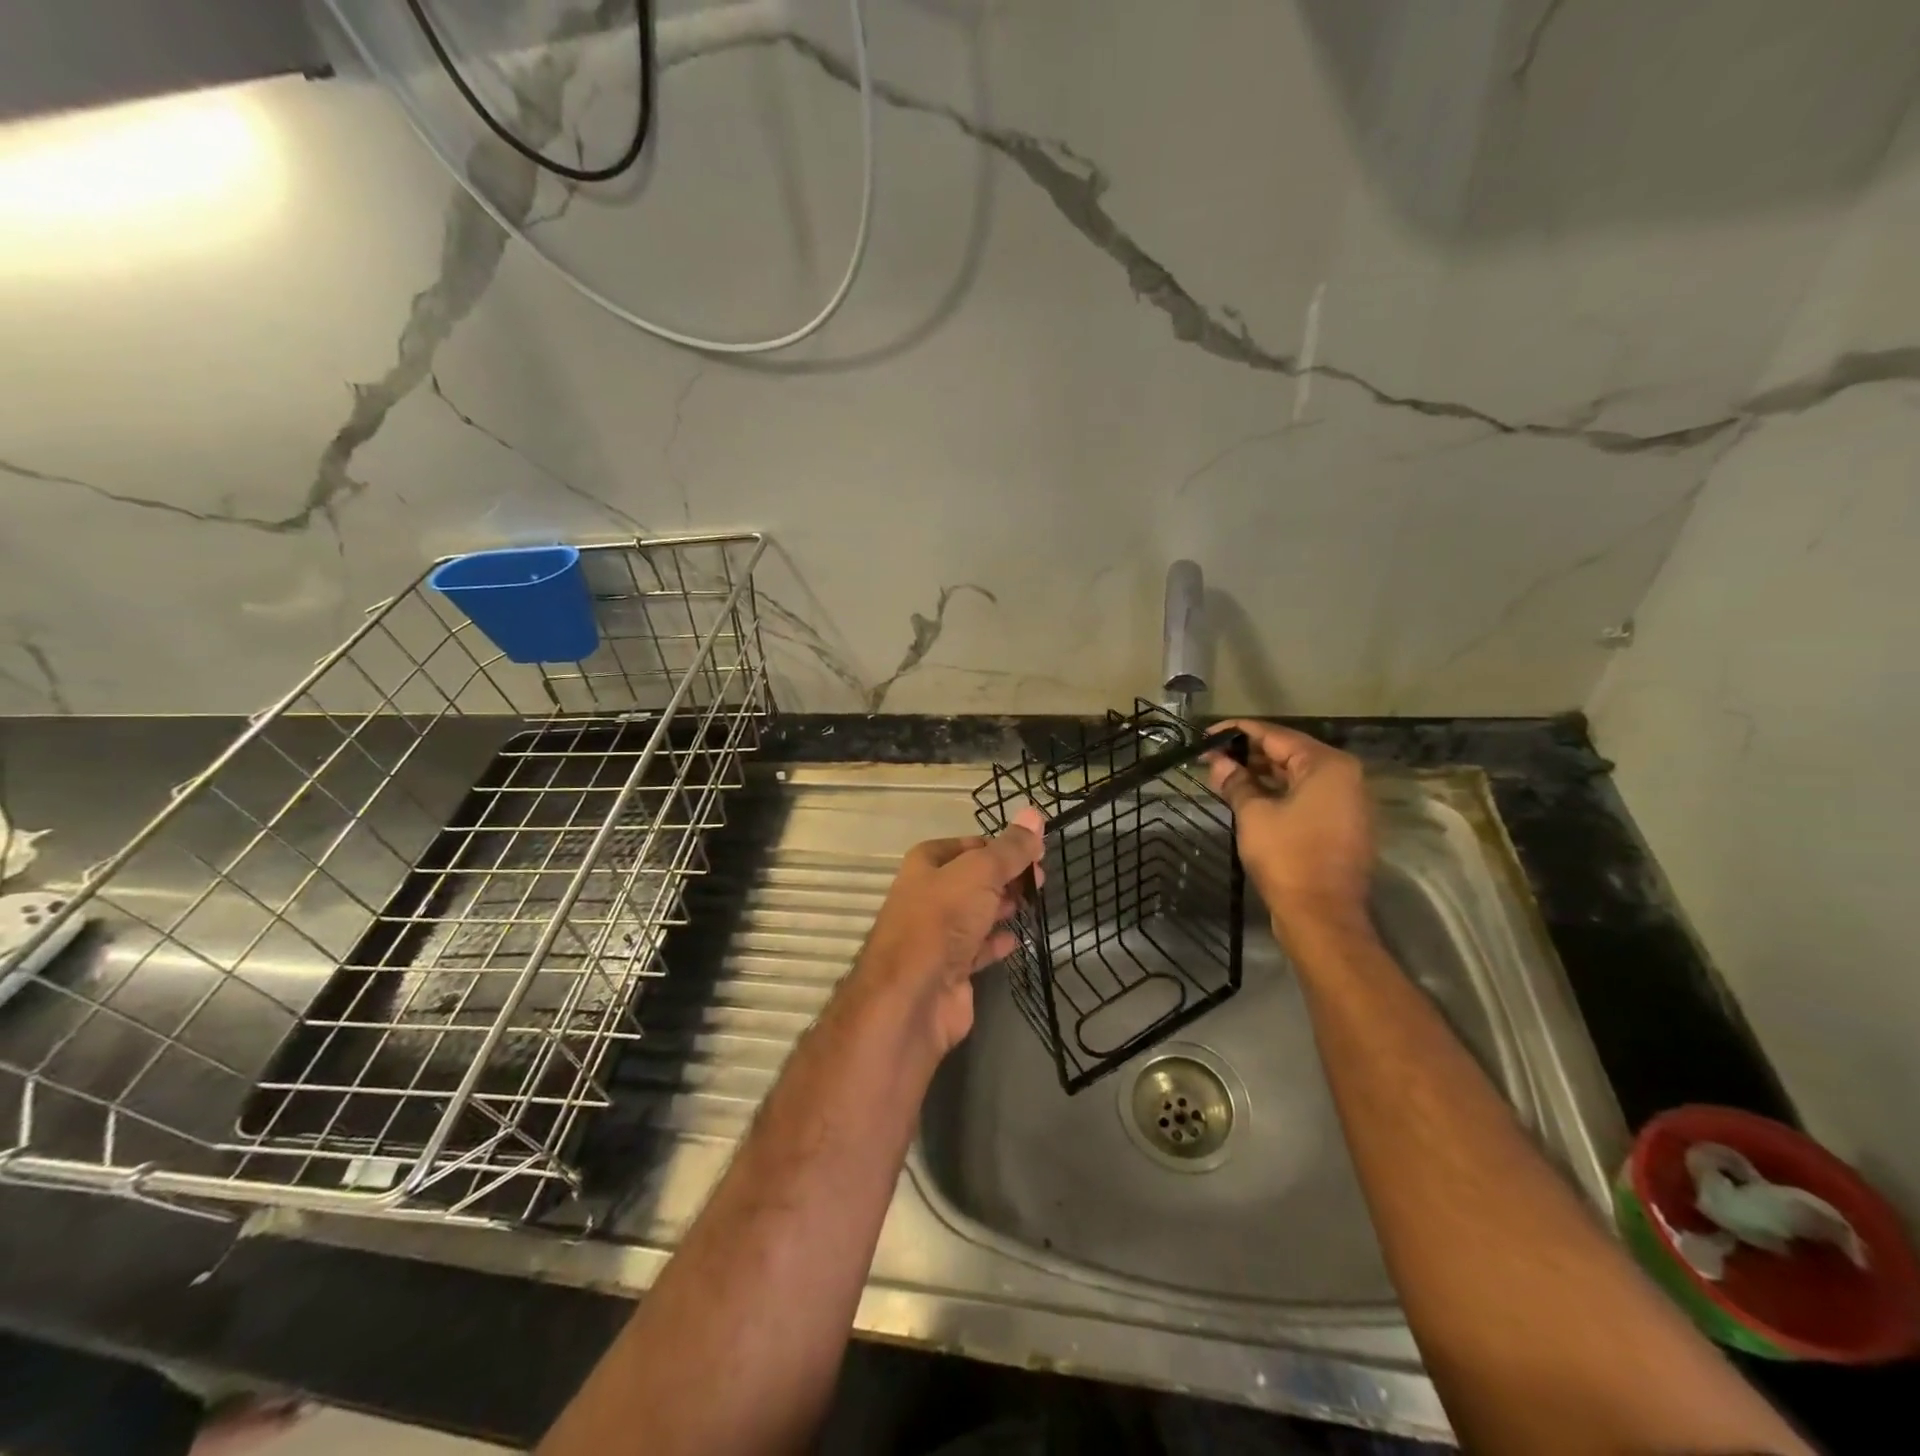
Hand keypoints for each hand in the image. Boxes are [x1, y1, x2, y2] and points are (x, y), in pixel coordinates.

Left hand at [851, 806, 1044, 1055]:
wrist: (912, 996)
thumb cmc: (942, 920)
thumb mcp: (980, 873)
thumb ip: (1010, 848)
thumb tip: (1034, 813)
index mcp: (927, 863)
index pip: (971, 844)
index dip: (1003, 846)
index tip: (1036, 853)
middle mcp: (929, 894)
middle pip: (975, 878)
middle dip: (1007, 877)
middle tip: (1040, 881)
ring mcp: (938, 933)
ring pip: (978, 912)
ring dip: (1003, 907)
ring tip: (1033, 904)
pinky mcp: (950, 967)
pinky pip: (979, 947)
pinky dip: (997, 942)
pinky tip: (1016, 939)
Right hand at [1205, 719, 1375, 938]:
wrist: (1322, 916)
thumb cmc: (1288, 857)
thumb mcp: (1254, 814)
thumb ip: (1236, 782)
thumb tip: (1218, 763)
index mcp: (1327, 765)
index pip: (1275, 735)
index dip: (1237, 732)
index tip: (1206, 734)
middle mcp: (1344, 776)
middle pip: (1289, 752)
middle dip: (1248, 753)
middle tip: (1211, 757)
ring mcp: (1346, 802)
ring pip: (1297, 775)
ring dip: (1261, 773)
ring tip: (1223, 774)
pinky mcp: (1341, 824)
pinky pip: (1306, 796)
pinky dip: (1278, 792)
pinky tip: (1248, 795)